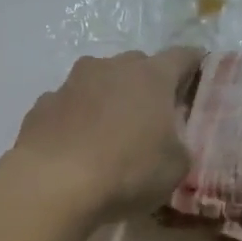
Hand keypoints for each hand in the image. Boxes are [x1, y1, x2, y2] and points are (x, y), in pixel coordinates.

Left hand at [11, 48, 201, 222]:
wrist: (52, 184)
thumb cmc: (127, 171)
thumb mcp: (175, 167)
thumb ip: (178, 144)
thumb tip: (168, 139)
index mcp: (151, 76)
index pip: (181, 56)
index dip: (193, 65)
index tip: (199, 76)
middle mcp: (110, 68)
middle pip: (136, 65)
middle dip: (147, 84)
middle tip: (153, 114)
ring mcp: (71, 83)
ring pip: (98, 81)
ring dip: (107, 99)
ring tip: (110, 132)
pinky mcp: (42, 105)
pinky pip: (68, 105)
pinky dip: (76, 119)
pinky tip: (76, 147)